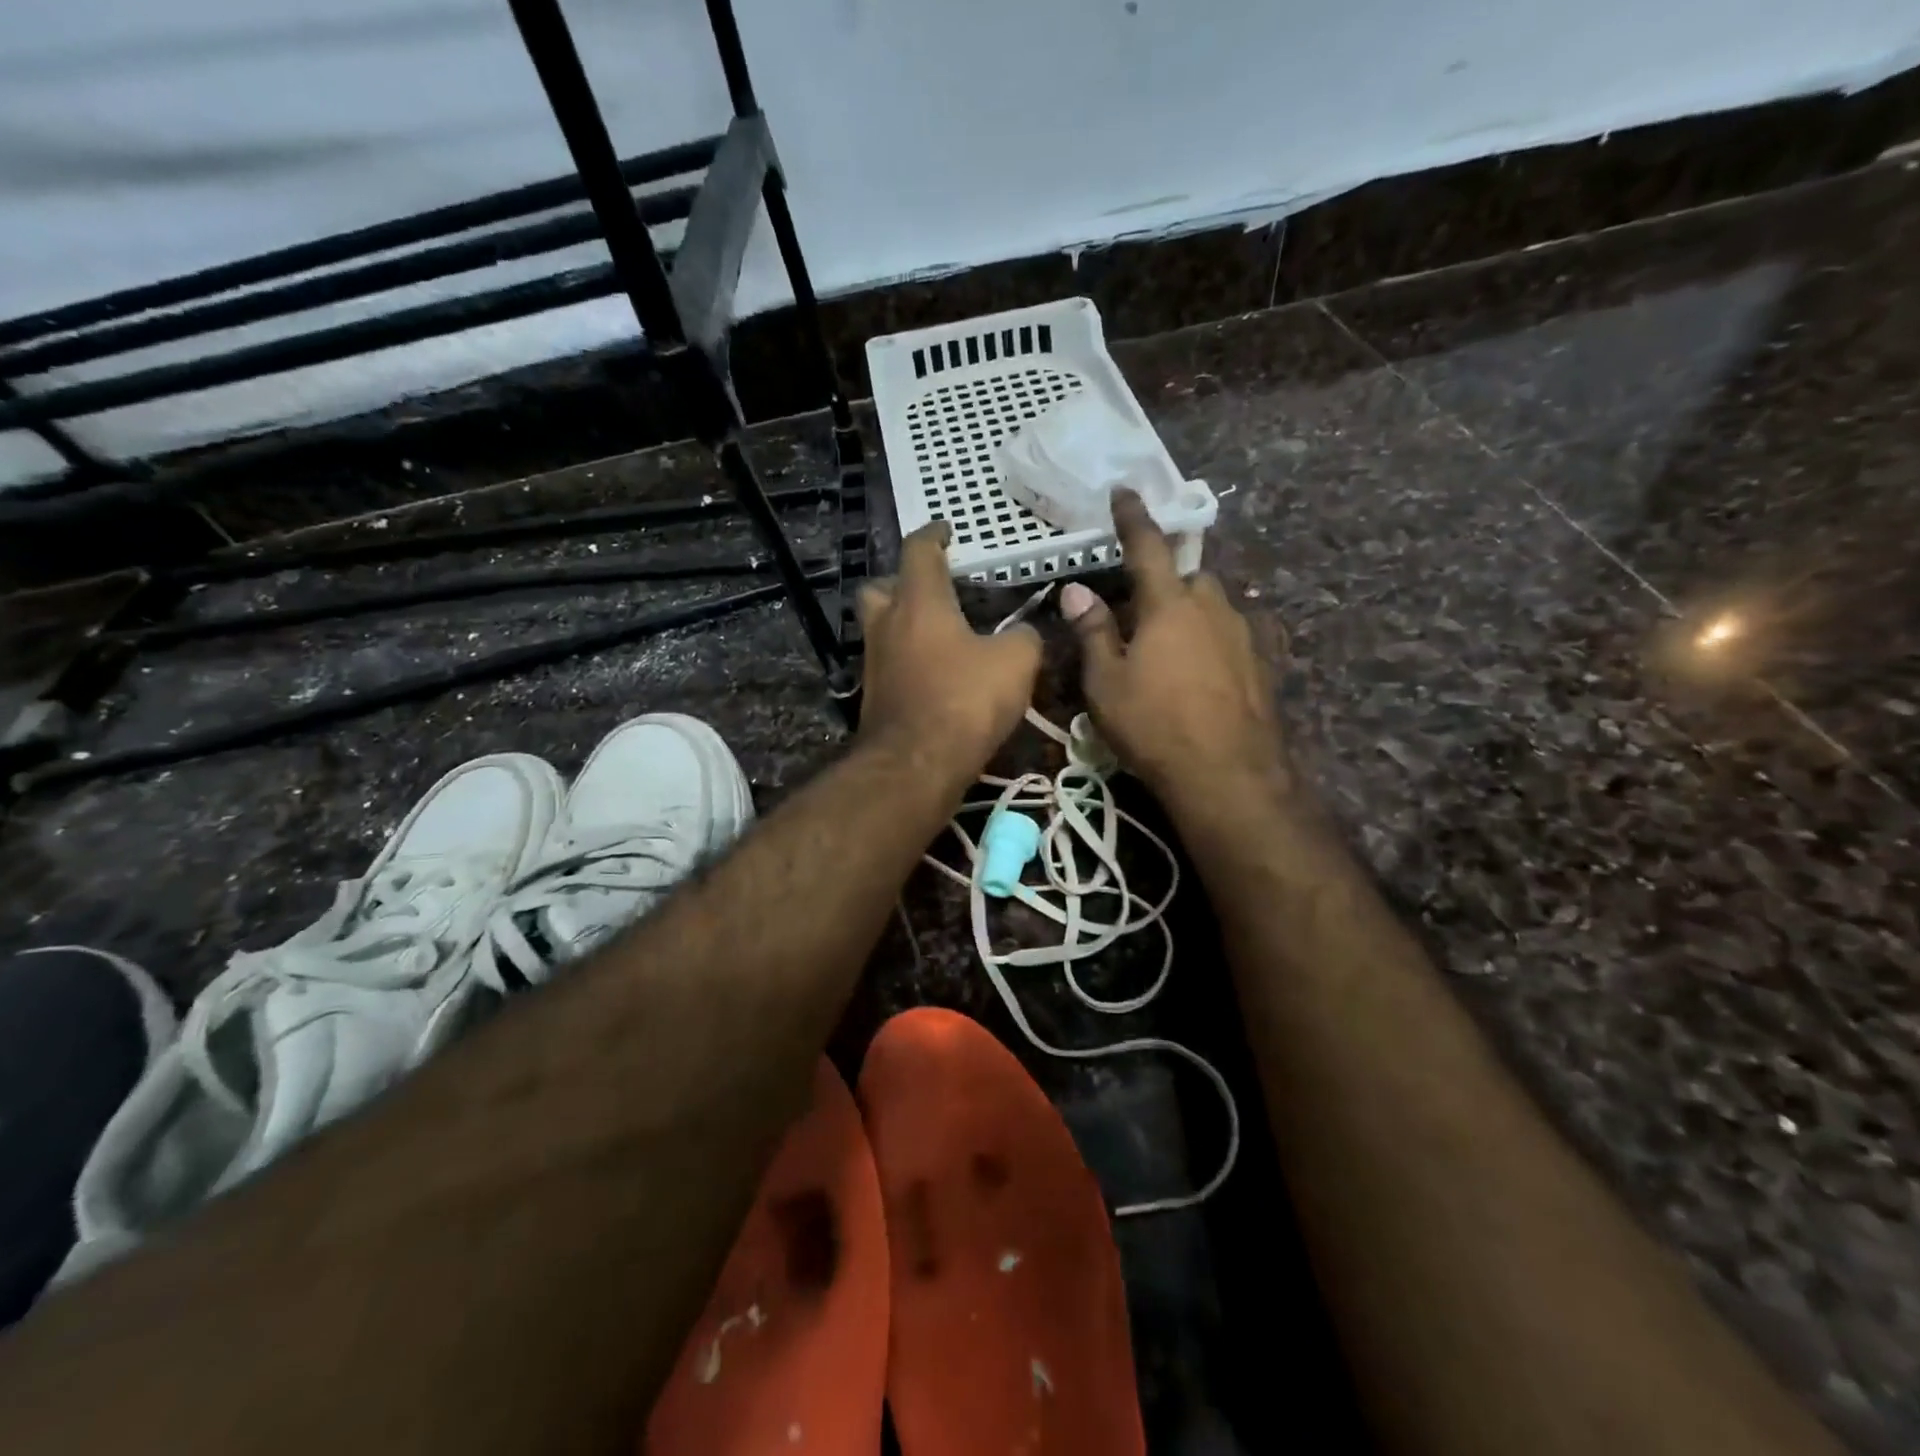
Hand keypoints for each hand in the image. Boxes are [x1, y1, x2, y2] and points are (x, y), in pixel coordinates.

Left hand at [856, 522, 1041, 779]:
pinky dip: (908, 661)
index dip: (934, 535)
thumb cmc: (965, 700)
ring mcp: (874, 663)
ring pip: (880, 629)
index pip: (919, 550)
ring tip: (940, 636)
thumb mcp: (1015, 662)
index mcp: (919, 602)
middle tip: (931, 591)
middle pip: (879, 588)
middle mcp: (887, 625)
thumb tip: (1025, 633)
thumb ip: (1024, 637)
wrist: (916, 765)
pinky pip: (889, 665)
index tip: (946, 530)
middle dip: (901, 583)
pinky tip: (935, 675)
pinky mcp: (873, 698)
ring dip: (903, 625)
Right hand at [1063, 493, 1291, 809]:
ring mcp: (1244, 635)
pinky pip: (1234, 635)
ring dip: (1191, 613)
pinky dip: (1214, 640)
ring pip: (1214, 606)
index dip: (1133, 518)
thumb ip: (1093, 632)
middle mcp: (1212, 608)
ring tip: (1170, 647)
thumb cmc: (1154, 726)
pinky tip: (1204, 669)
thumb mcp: (1107, 683)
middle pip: (1188, 577)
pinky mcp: (1264, 664)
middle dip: (1166, 583)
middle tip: (1141, 612)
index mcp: (1169, 605)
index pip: (1148, 547)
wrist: (1228, 775)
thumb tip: (1075, 590)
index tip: (1125, 491)